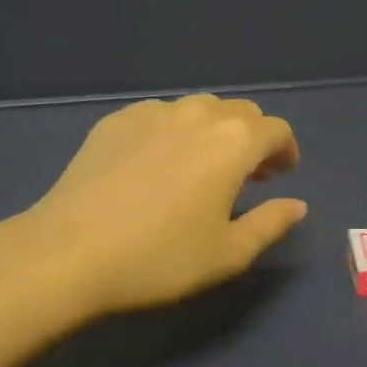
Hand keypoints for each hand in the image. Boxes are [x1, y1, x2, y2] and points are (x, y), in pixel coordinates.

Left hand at [0, 95, 306, 317]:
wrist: (69, 251)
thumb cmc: (159, 258)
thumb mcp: (227, 254)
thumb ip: (270, 224)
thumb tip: (297, 205)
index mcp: (233, 142)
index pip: (275, 130)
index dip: (285, 150)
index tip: (280, 174)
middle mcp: (197, 114)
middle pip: (240, 112)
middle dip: (252, 138)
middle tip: (246, 173)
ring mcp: (153, 112)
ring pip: (199, 109)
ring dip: (213, 130)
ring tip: (202, 165)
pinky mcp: (116, 120)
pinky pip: (159, 115)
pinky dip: (173, 131)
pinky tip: (156, 163)